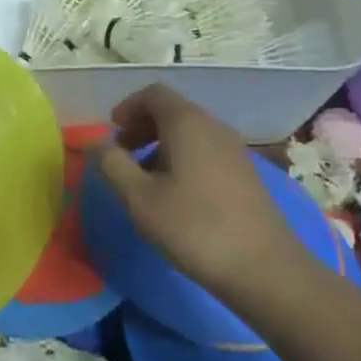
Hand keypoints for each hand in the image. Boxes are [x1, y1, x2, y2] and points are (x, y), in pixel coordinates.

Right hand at [89, 84, 299, 298]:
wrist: (263, 266)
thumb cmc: (194, 227)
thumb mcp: (140, 199)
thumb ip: (113, 165)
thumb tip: (97, 144)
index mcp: (187, 122)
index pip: (154, 93)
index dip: (128, 107)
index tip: (111, 133)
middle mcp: (213, 126)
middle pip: (172, 111)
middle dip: (142, 127)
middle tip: (122, 156)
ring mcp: (233, 149)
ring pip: (189, 132)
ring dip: (161, 145)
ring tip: (144, 180)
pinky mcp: (244, 173)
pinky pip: (205, 151)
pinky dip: (182, 159)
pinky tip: (175, 195)